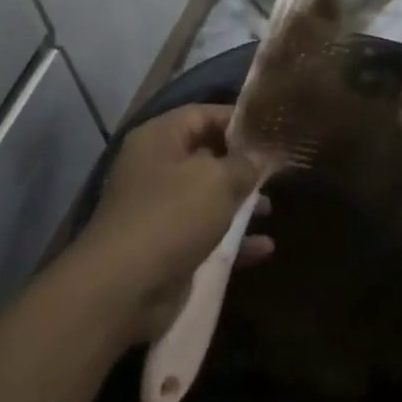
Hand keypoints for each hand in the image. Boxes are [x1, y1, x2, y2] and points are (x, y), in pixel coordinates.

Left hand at [74, 104, 272, 337]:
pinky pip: (206, 235)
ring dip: (239, 203)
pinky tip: (264, 247)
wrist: (124, 287)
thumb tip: (261, 155)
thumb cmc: (172, 216)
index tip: (273, 130)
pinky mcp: (167, 246)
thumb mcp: (217, 180)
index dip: (238, 119)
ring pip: (207, 197)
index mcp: (159, 139)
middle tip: (278, 171)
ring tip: (269, 209)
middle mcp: (156, 168)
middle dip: (242, 164)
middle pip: (206, 155)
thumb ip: (244, 163)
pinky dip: (233, 239)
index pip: (202, 114)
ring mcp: (159, 209)